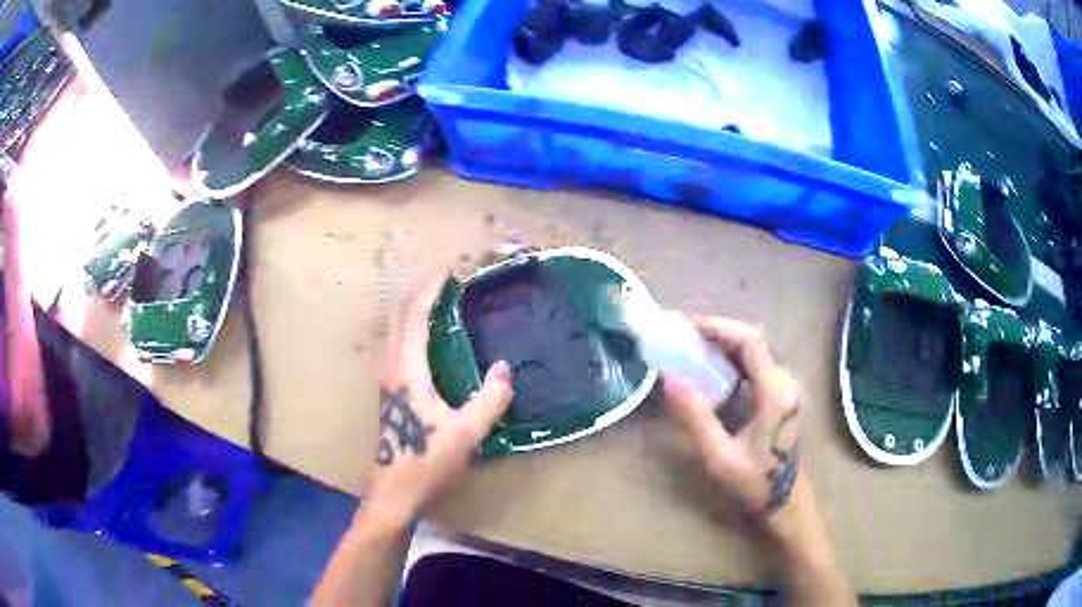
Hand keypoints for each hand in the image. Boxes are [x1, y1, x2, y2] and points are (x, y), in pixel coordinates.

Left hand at [363, 273, 513, 529]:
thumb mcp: (466, 433)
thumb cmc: (427, 460)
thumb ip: (489, 400)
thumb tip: (503, 369)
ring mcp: (388, 381)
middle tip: (446, 286)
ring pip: (395, 333)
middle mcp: (392, 369)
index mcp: (407, 371)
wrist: (396, 490)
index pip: (414, 318)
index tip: (448, 275)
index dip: (429, 292)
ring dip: (414, 313)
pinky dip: (413, 332)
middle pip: (398, 318)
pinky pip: (399, 348)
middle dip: (419, 296)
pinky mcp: (390, 393)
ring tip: (440, 308)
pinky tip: (432, 344)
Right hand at [663, 316, 799, 524]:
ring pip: (756, 350)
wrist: (786, 502)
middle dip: (719, 331)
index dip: (719, 327)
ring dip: (726, 343)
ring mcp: (785, 387)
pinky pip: (757, 364)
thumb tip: (670, 379)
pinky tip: (713, 369)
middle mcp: (784, 381)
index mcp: (774, 391)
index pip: (750, 341)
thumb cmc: (755, 483)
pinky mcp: (781, 395)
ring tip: (693, 347)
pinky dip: (733, 358)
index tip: (687, 326)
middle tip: (684, 336)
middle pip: (753, 340)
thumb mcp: (720, 457)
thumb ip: (697, 418)